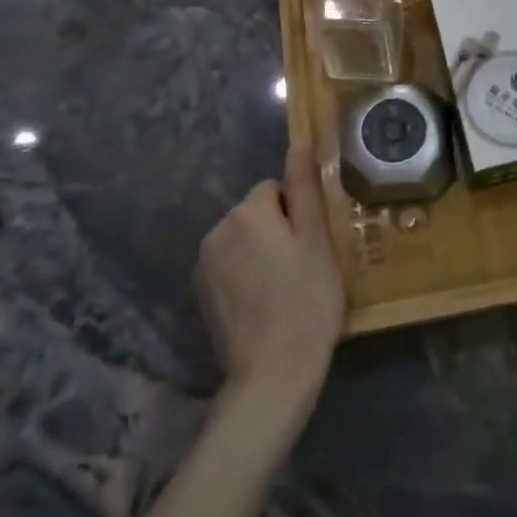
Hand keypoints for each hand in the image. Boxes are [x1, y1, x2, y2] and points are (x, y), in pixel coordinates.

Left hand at [195, 142, 344, 426]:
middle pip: (256, 212)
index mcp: (247, 212)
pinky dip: (246, 275)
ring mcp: (204, 264)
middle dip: (278, 230)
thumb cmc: (306, 301)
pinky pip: (229, 265)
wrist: (271, 375)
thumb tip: (299, 142)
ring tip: (285, 289)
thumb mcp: (316, 239)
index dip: (298, 213)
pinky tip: (264, 304)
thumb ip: (304, 187)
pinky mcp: (200, 293)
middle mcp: (217, 229)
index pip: (275, 189)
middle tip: (303, 268)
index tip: (311, 245)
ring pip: (243, 239)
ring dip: (261, 252)